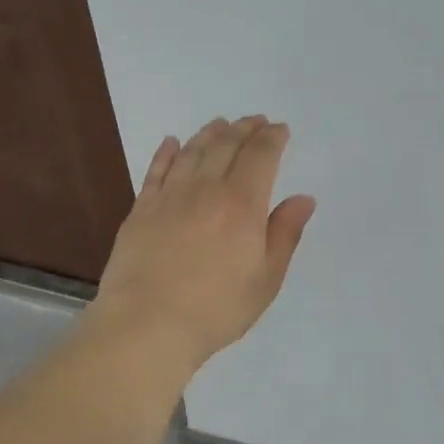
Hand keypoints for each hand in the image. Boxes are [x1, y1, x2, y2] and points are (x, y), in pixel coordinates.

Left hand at [89, 116, 316, 373]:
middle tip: (254, 120)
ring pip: (192, 151)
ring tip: (220, 124)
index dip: (272, 138)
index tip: (280, 129)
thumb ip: (284, 233)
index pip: (260, 156)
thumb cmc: (216, 308)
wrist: (147, 323)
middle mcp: (205, 189)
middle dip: (244, 129)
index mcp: (242, 203)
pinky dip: (166, 152)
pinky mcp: (141, 209)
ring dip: (209, 133)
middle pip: (226, 145)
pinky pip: (156, 170)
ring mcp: (169, 196)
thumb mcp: (266, 279)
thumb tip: (303, 198)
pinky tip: (172, 142)